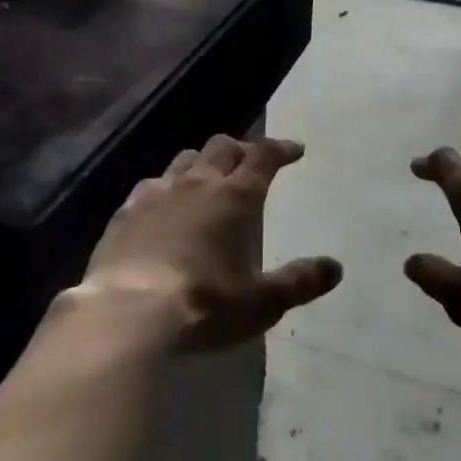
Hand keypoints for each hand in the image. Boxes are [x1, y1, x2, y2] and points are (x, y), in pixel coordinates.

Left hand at [73, 134, 341, 352]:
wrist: (126, 313)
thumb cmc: (204, 306)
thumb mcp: (262, 303)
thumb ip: (299, 282)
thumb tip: (335, 268)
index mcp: (235, 197)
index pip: (263, 157)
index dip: (281, 149)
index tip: (295, 150)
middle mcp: (198, 183)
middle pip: (223, 147)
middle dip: (242, 149)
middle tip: (252, 162)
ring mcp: (158, 193)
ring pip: (185, 159)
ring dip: (202, 162)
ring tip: (209, 177)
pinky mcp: (126, 211)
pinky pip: (150, 185)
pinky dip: (166, 187)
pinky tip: (162, 203)